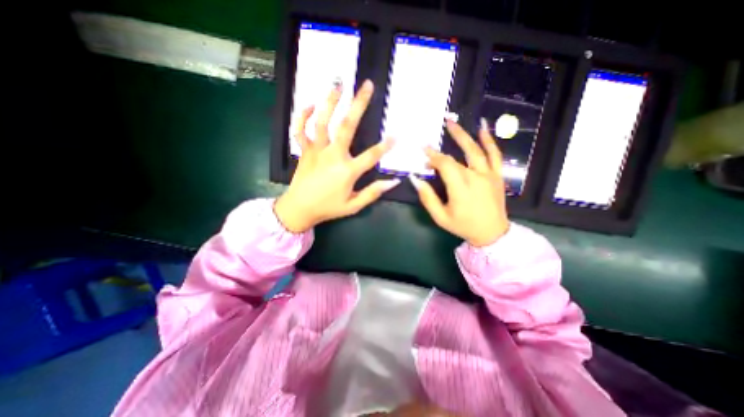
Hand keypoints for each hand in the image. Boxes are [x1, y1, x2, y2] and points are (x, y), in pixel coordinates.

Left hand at [275, 79, 400, 232]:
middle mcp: (332, 156)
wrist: (299, 209)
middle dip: (358, 104)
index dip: (385, 145)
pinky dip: (302, 115)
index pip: (371, 156)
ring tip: (338, 84)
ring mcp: (316, 151)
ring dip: (330, 101)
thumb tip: (392, 182)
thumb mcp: (353, 206)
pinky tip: (311, 105)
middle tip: (366, 85)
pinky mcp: (304, 150)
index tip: (396, 134)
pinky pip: (300, 130)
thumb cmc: (328, 208)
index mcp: (347, 171)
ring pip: (322, 121)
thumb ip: (372, 193)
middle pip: (347, 126)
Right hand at [409, 117, 508, 247]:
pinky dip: (489, 140)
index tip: (423, 152)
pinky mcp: (497, 175)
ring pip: (476, 150)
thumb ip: (427, 197)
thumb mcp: (440, 217)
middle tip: (434, 132)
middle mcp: (475, 177)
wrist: (492, 233)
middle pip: (456, 157)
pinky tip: (482, 128)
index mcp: (460, 187)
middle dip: (443, 147)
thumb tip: (415, 179)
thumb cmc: (463, 226)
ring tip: (453, 123)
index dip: (432, 158)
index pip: (444, 165)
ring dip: (463, 135)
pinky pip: (495, 155)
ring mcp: (488, 175)